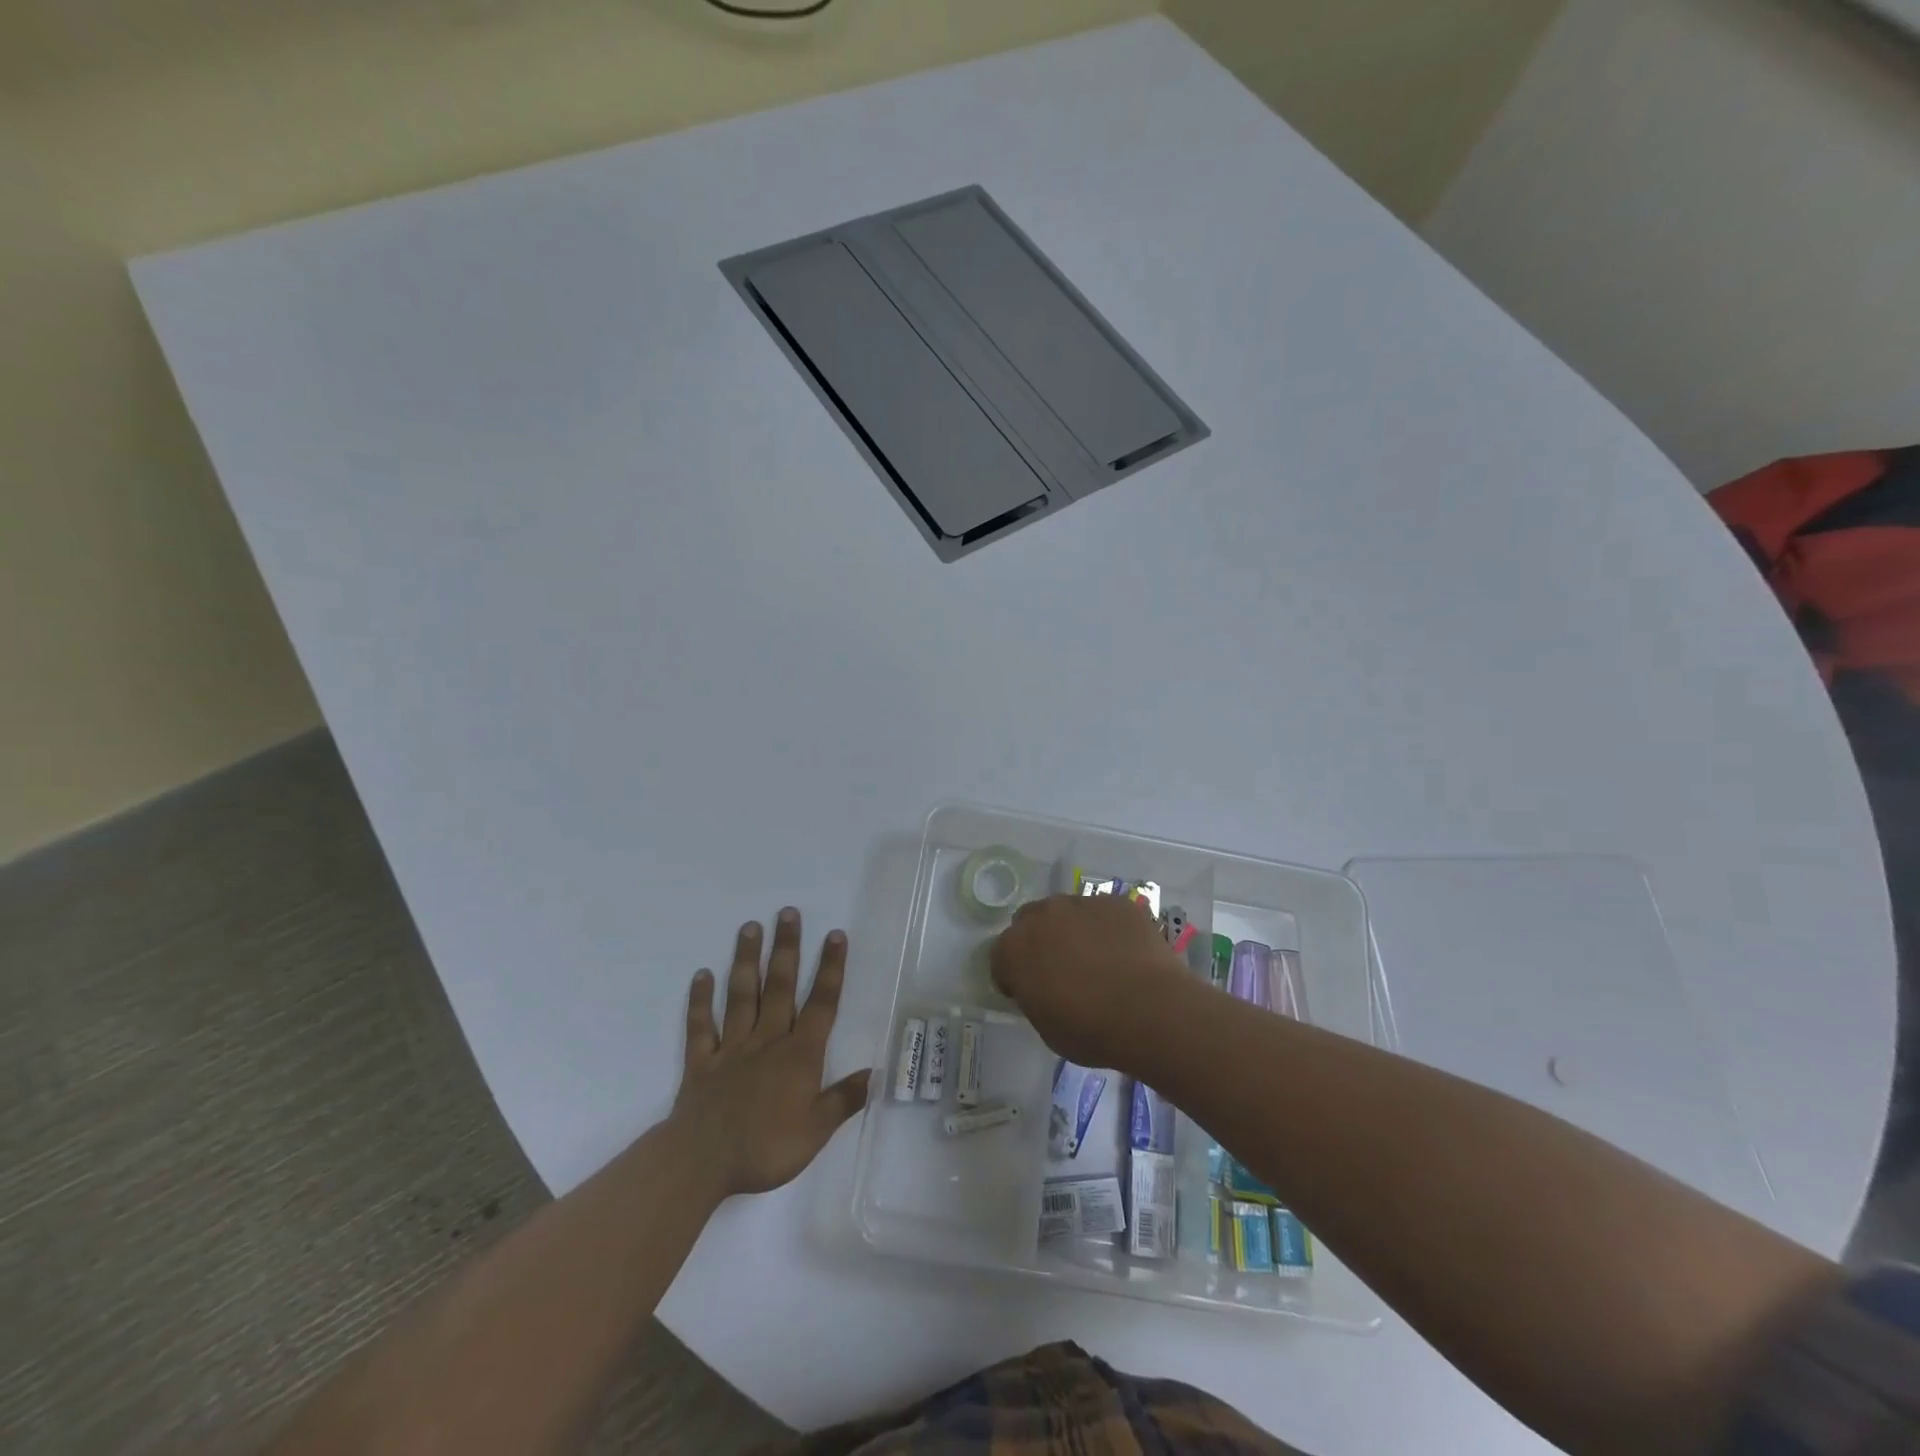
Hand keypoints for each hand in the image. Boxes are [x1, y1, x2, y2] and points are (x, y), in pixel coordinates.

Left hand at [670, 908, 871, 1199]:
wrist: (701, 1163)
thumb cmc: (765, 1148)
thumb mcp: (816, 1132)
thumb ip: (844, 1099)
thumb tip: (876, 1073)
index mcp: (799, 1055)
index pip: (821, 1004)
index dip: (830, 969)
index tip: (835, 935)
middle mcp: (767, 1040)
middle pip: (779, 986)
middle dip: (786, 948)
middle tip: (787, 912)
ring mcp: (731, 1047)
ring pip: (741, 995)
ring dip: (746, 960)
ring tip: (750, 927)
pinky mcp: (701, 1061)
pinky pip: (700, 1025)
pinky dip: (699, 1000)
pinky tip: (701, 975)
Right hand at [990, 894, 1191, 1068]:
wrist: (1151, 1011)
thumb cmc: (1091, 1030)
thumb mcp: (1046, 1027)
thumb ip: (1034, 997)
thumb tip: (1041, 988)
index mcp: (1015, 948)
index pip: (1000, 956)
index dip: (1012, 975)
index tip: (1028, 992)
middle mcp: (1043, 915)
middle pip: (1030, 922)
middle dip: (1039, 942)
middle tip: (1060, 970)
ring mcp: (1081, 903)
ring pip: (1068, 912)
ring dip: (1073, 930)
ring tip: (1098, 960)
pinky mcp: (1117, 902)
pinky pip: (1103, 913)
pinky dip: (1107, 928)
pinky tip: (1124, 953)